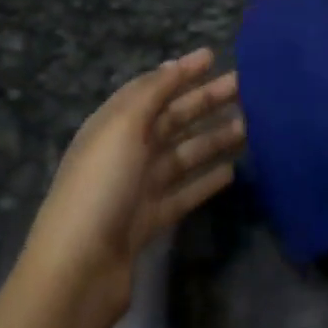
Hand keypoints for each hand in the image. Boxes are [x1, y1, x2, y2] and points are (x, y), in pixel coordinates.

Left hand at [22, 49, 244, 320]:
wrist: (78, 271)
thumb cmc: (99, 187)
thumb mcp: (123, 128)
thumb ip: (152, 93)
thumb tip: (174, 64)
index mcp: (112, 126)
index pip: (151, 89)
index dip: (180, 72)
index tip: (213, 56)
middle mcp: (124, 152)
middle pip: (171, 119)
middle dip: (204, 101)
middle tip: (242, 87)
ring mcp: (137, 188)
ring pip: (182, 155)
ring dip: (212, 138)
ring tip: (249, 127)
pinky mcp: (149, 221)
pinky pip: (184, 192)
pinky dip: (206, 180)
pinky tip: (232, 171)